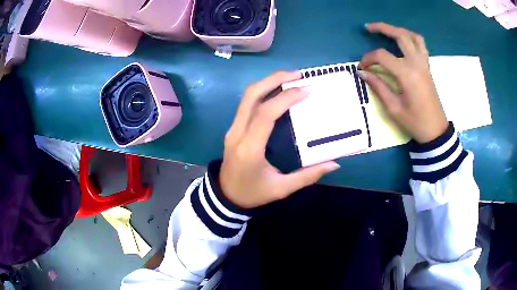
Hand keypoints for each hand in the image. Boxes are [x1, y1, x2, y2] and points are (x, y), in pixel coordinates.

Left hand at [219, 71, 339, 208]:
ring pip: (247, 97)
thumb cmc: (253, 193)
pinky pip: (246, 104)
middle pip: (251, 96)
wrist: (226, 197)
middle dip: (273, 79)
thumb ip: (308, 176)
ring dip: (267, 82)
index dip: (286, 98)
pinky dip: (262, 92)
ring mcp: (232, 129)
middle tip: (297, 74)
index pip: (265, 114)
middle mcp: (237, 133)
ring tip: (290, 78)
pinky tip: (278, 92)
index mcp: (249, 148)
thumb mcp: (281, 189)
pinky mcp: (233, 128)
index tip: (306, 90)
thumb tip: (334, 164)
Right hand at [358, 22, 447, 143]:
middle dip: (382, 28)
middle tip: (368, 28)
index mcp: (407, 74)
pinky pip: (421, 45)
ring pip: (413, 36)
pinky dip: (411, 38)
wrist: (435, 131)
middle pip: (399, 36)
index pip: (382, 56)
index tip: (361, 68)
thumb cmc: (415, 122)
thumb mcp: (393, 108)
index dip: (368, 58)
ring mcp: (424, 64)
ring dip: (398, 30)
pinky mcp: (427, 67)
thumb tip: (362, 73)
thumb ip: (378, 87)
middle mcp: (416, 63)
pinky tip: (403, 41)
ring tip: (387, 31)